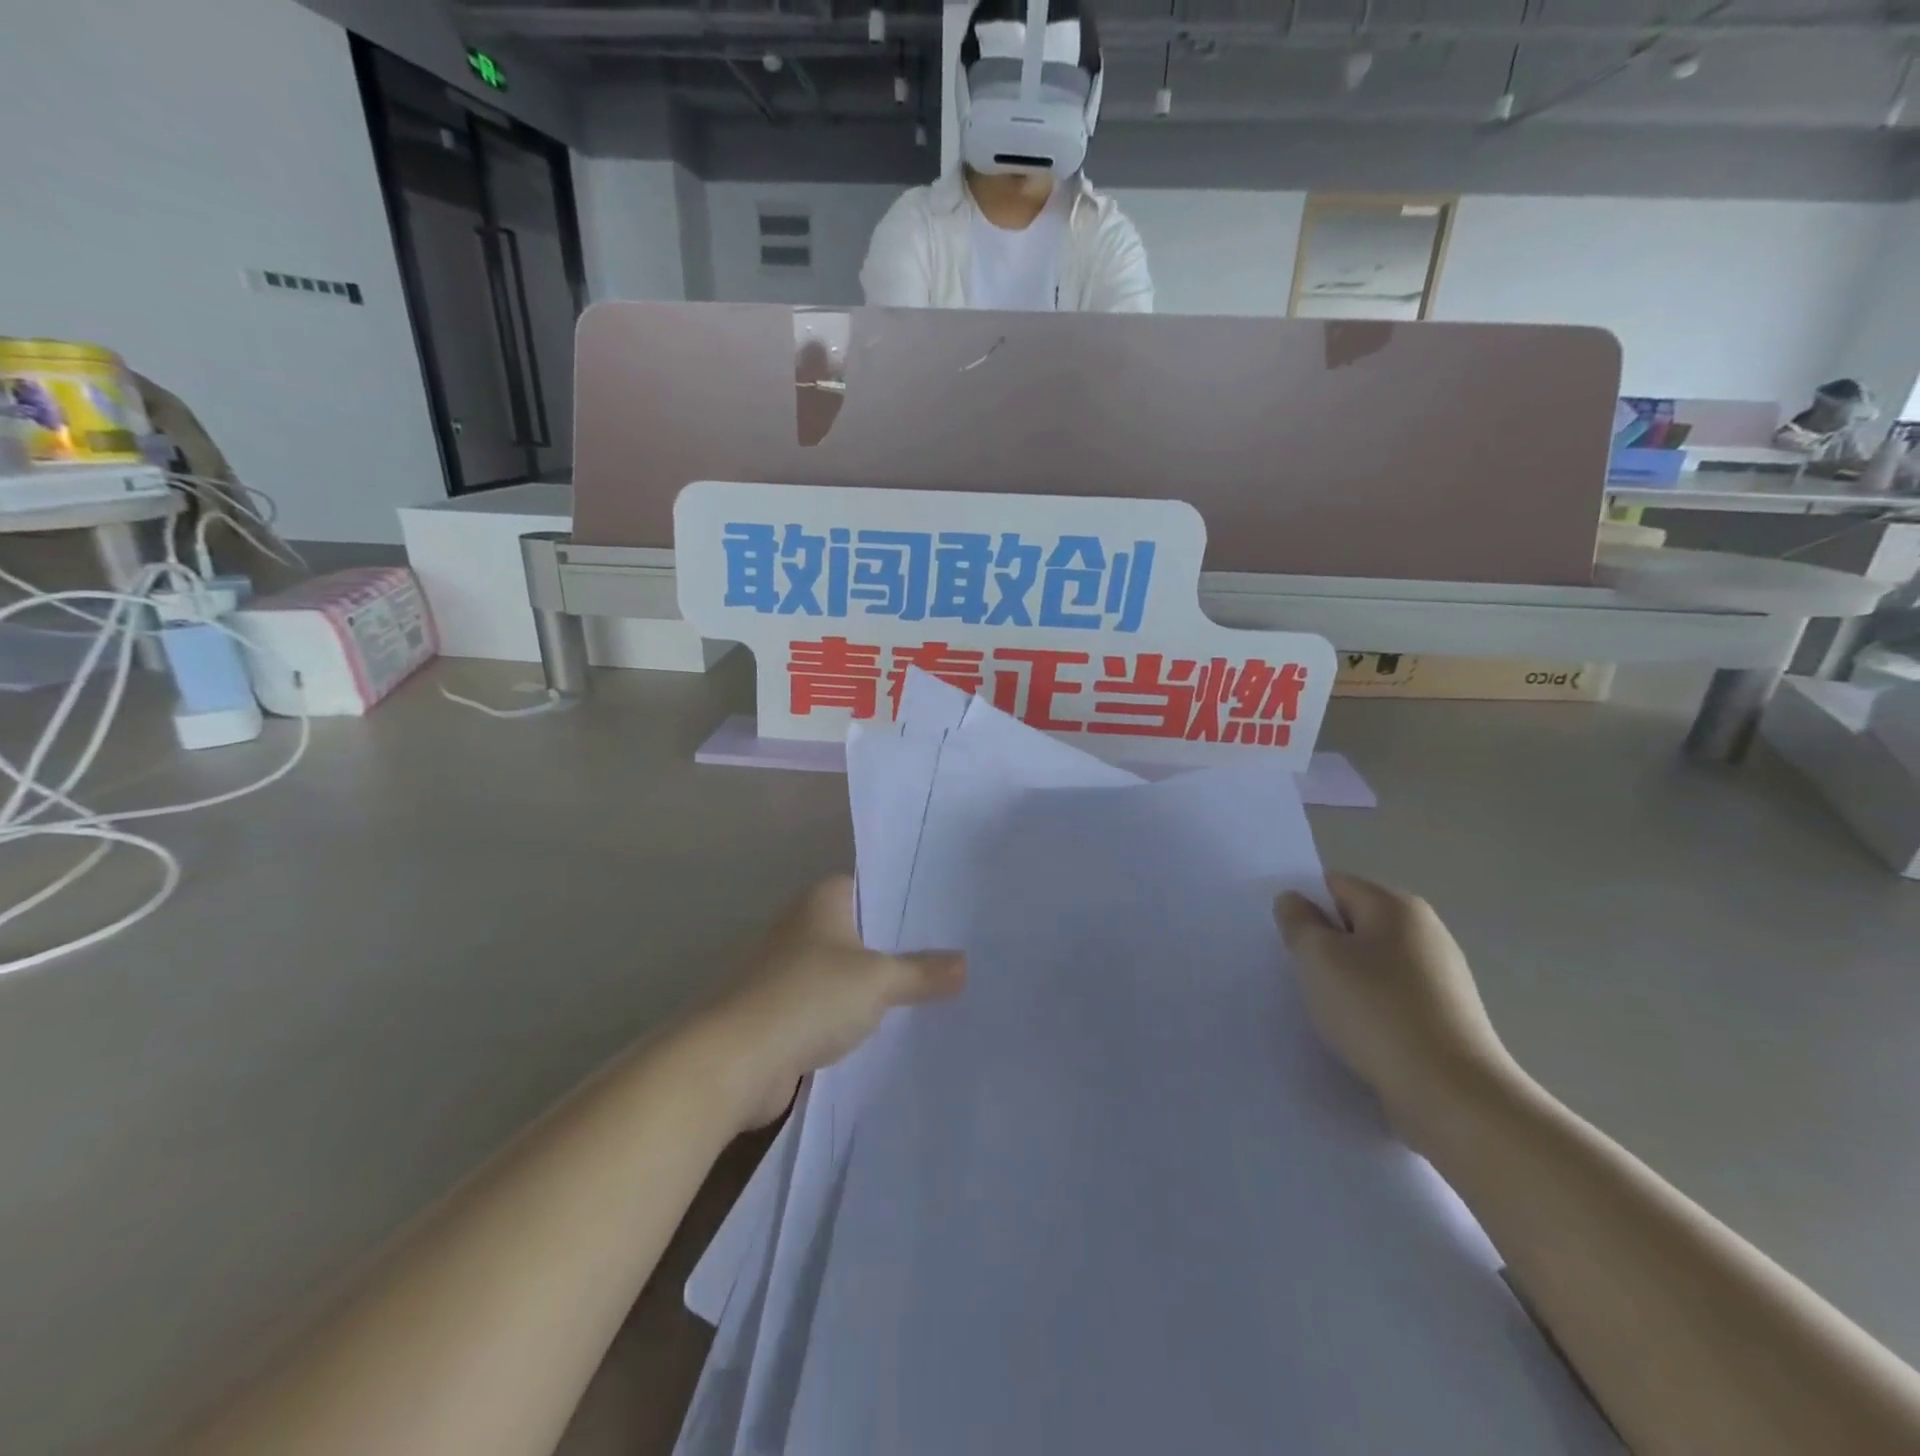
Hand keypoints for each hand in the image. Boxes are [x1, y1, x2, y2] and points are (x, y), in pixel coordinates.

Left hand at [701, 877, 966, 1129]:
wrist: (734, 1060)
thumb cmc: (807, 997)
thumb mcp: (877, 981)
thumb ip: (922, 972)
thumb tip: (965, 964)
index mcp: (823, 900)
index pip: (875, 886)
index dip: (911, 899)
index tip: (951, 913)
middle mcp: (806, 927)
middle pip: (865, 931)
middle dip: (903, 945)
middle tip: (957, 953)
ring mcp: (792, 971)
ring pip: (850, 972)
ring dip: (880, 986)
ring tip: (936, 992)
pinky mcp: (786, 1013)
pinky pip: (834, 1007)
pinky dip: (858, 1017)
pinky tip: (894, 1029)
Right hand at [1274, 873, 1519, 1133]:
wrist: (1451, 1095)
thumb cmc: (1375, 1011)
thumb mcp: (1317, 957)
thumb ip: (1298, 921)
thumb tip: (1295, 901)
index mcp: (1397, 906)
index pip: (1334, 885)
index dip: (1304, 907)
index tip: (1284, 941)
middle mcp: (1425, 931)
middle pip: (1354, 924)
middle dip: (1324, 946)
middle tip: (1298, 974)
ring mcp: (1440, 976)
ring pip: (1371, 964)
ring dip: (1344, 981)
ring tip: (1325, 1010)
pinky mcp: (1445, 1017)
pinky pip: (1390, 998)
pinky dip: (1368, 1010)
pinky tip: (1356, 1034)